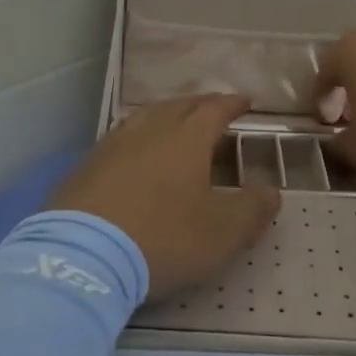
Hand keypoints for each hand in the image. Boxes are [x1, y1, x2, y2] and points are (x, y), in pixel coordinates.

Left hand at [50, 95, 279, 300]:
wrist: (83, 255)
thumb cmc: (162, 238)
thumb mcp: (221, 233)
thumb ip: (252, 210)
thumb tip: (272, 191)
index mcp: (187, 138)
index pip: (215, 109)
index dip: (232, 104)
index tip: (246, 100)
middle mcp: (150, 129)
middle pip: (179, 106)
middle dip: (201, 104)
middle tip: (214, 108)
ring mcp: (114, 143)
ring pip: (147, 116)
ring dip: (167, 115)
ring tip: (176, 122)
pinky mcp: (87, 164)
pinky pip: (122, 137)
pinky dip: (139, 137)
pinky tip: (135, 152)